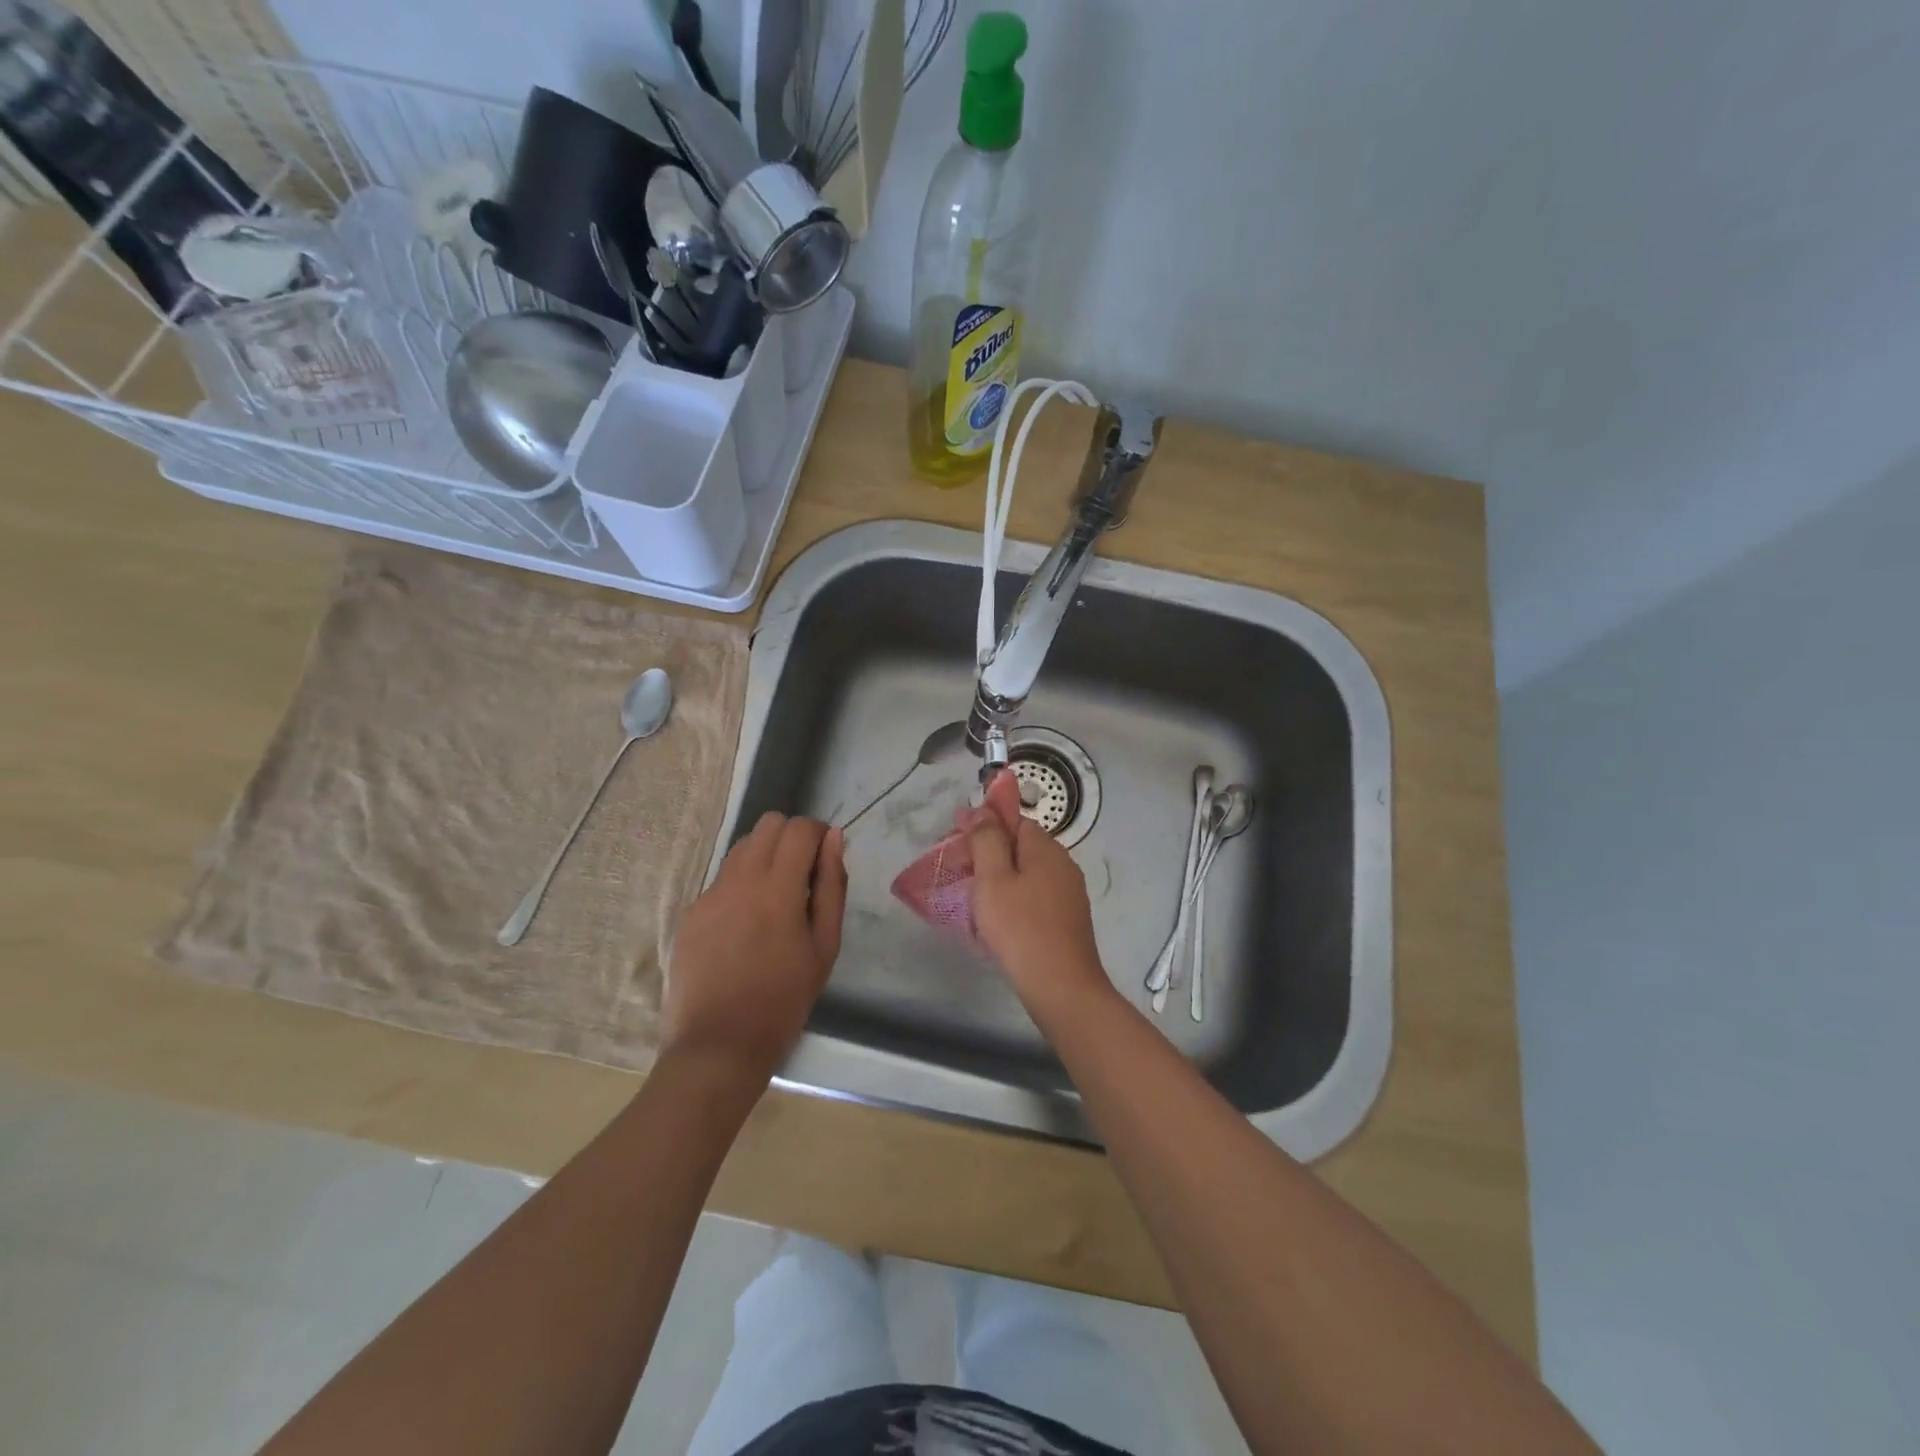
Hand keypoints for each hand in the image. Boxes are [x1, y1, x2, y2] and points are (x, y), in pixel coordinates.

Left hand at [664, 813, 846, 1083]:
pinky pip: (722, 880)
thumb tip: (834, 839)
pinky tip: (745, 928)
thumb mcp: (824, 946)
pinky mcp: (690, 913)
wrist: (718, 1046)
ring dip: (765, 857)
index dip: (818, 834)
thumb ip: (832, 886)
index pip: (799, 828)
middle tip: (803, 875)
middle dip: (791, 837)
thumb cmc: (784, 1000)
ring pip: (742, 848)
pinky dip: (741, 886)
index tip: (825, 858)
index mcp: (777, 887)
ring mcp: (709, 894)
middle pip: (768, 824)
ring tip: (774, 900)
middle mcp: (739, 879)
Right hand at [966, 806, 1114, 1019]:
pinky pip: (1035, 897)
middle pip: (1021, 846)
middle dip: (990, 853)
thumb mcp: (993, 879)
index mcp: (1046, 848)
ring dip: (1001, 879)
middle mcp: (1063, 864)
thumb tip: (981, 809)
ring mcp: (1069, 894)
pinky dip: (1015, 900)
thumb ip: (986, 840)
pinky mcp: (1068, 920)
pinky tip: (999, 920)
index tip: (957, 840)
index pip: (1015, 820)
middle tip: (959, 872)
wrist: (1061, 987)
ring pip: (1028, 874)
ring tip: (973, 898)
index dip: (985, 825)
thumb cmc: (1020, 929)